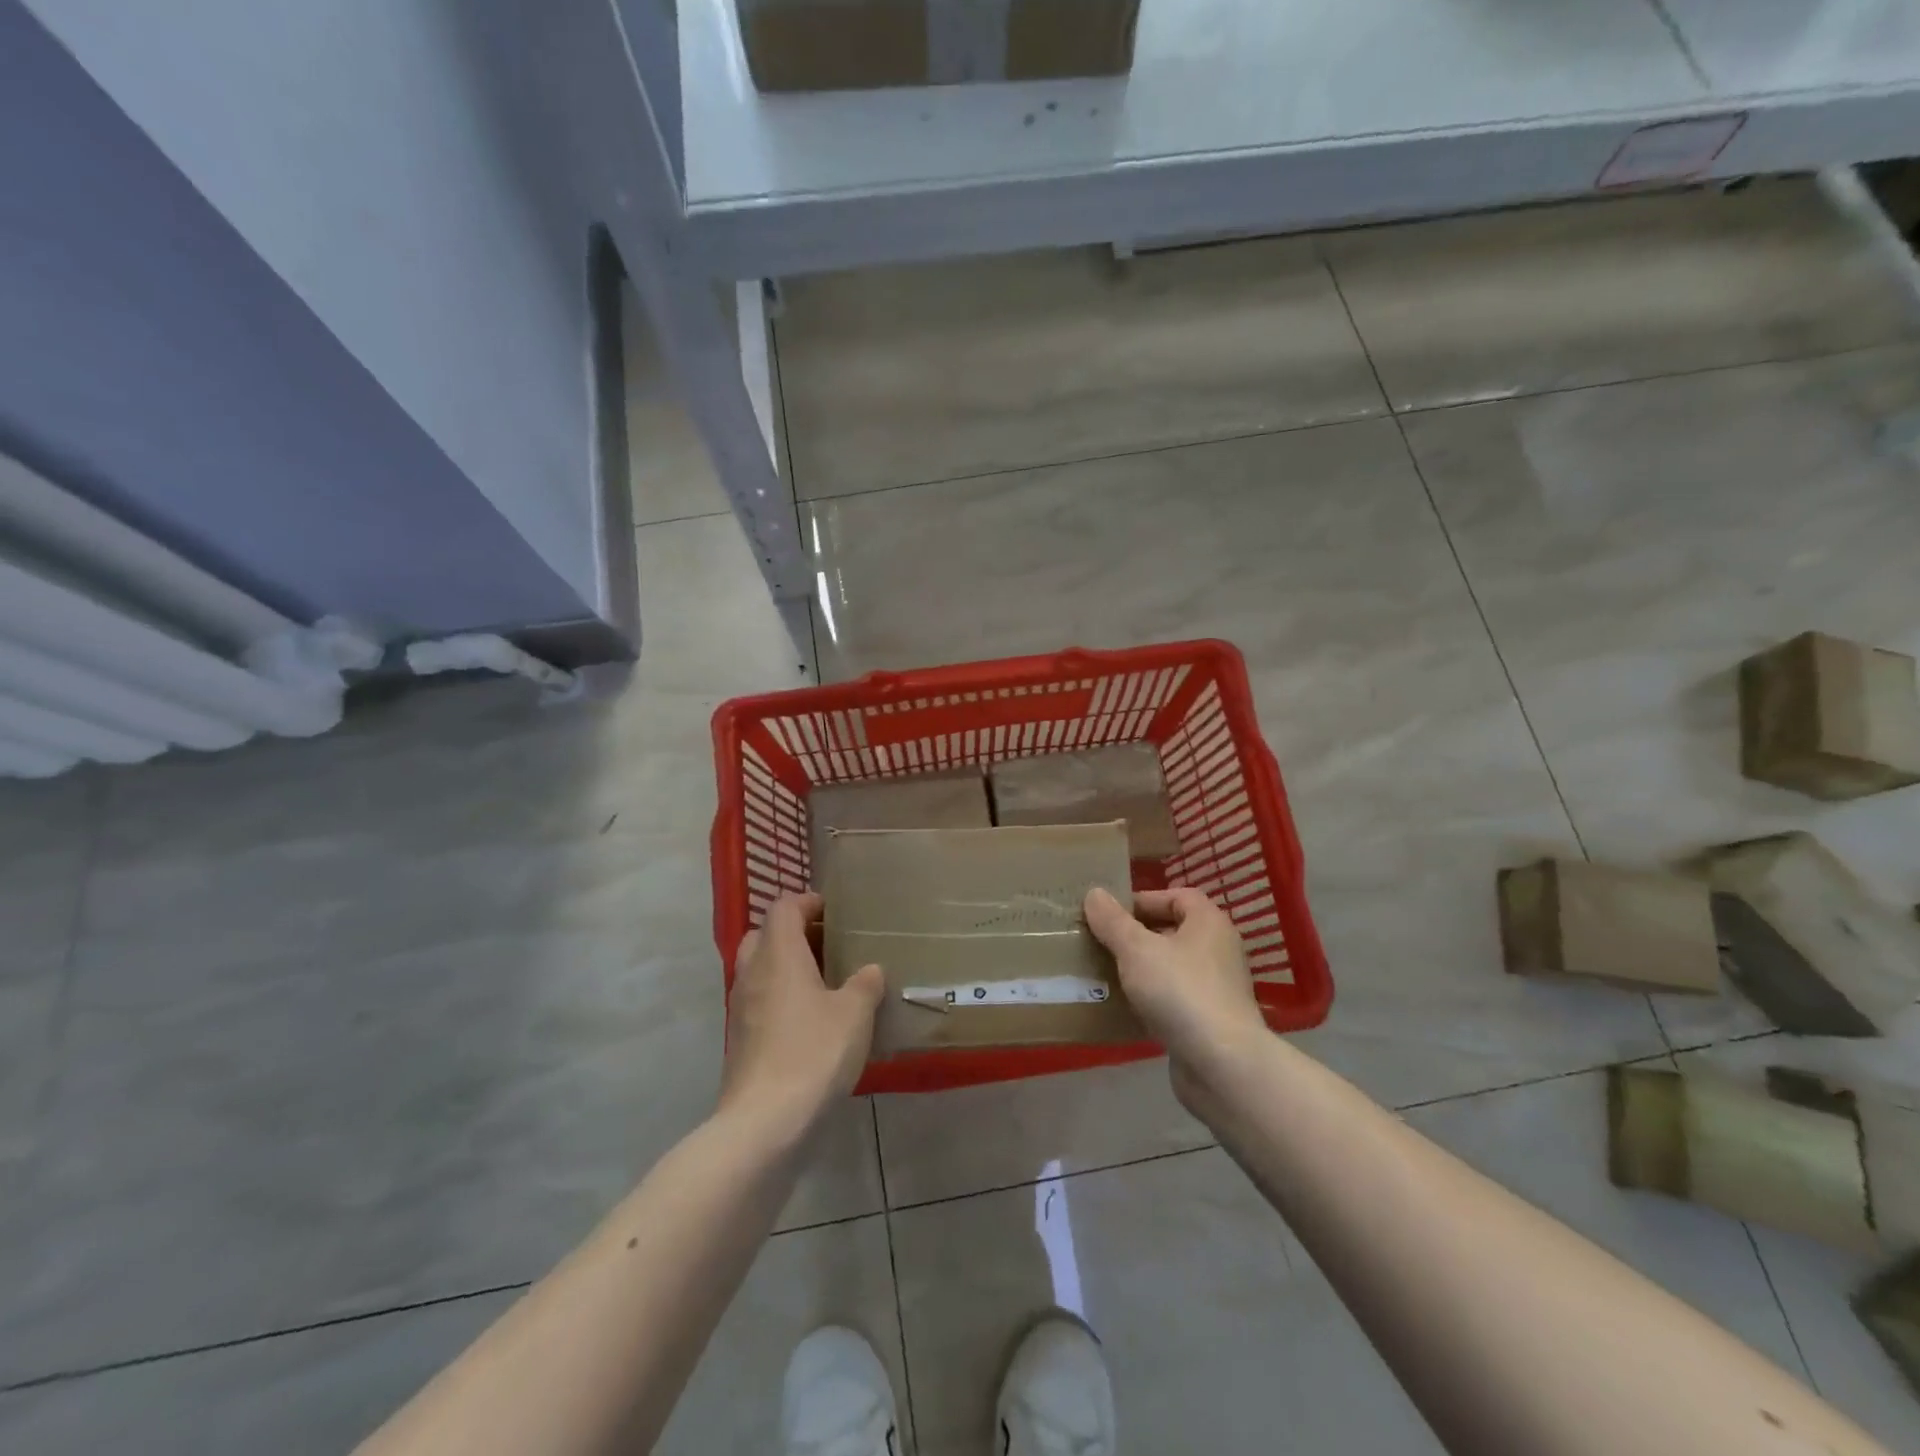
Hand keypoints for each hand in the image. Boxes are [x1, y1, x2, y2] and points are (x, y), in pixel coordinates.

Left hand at [720, 893, 883, 1141]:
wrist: (765, 1121)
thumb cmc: (814, 1052)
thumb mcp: (855, 1014)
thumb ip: (865, 985)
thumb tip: (869, 971)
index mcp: (778, 955)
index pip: (783, 907)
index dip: (806, 902)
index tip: (832, 910)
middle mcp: (752, 973)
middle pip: (763, 935)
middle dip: (792, 933)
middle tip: (826, 945)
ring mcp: (740, 1008)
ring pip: (758, 970)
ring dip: (785, 967)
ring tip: (822, 982)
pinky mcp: (739, 1040)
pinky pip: (758, 1002)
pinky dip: (779, 998)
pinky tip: (808, 1020)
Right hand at [1084, 886, 1267, 1108]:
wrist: (1221, 1064)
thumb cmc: (1180, 991)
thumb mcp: (1136, 949)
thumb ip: (1113, 921)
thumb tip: (1094, 894)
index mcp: (1209, 923)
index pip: (1177, 896)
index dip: (1143, 899)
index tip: (1110, 913)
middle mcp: (1218, 950)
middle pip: (1173, 931)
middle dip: (1137, 935)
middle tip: (1102, 941)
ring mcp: (1217, 988)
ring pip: (1171, 967)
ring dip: (1141, 969)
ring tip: (1106, 972)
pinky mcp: (1210, 1021)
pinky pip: (1174, 999)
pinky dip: (1151, 999)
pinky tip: (1125, 1007)